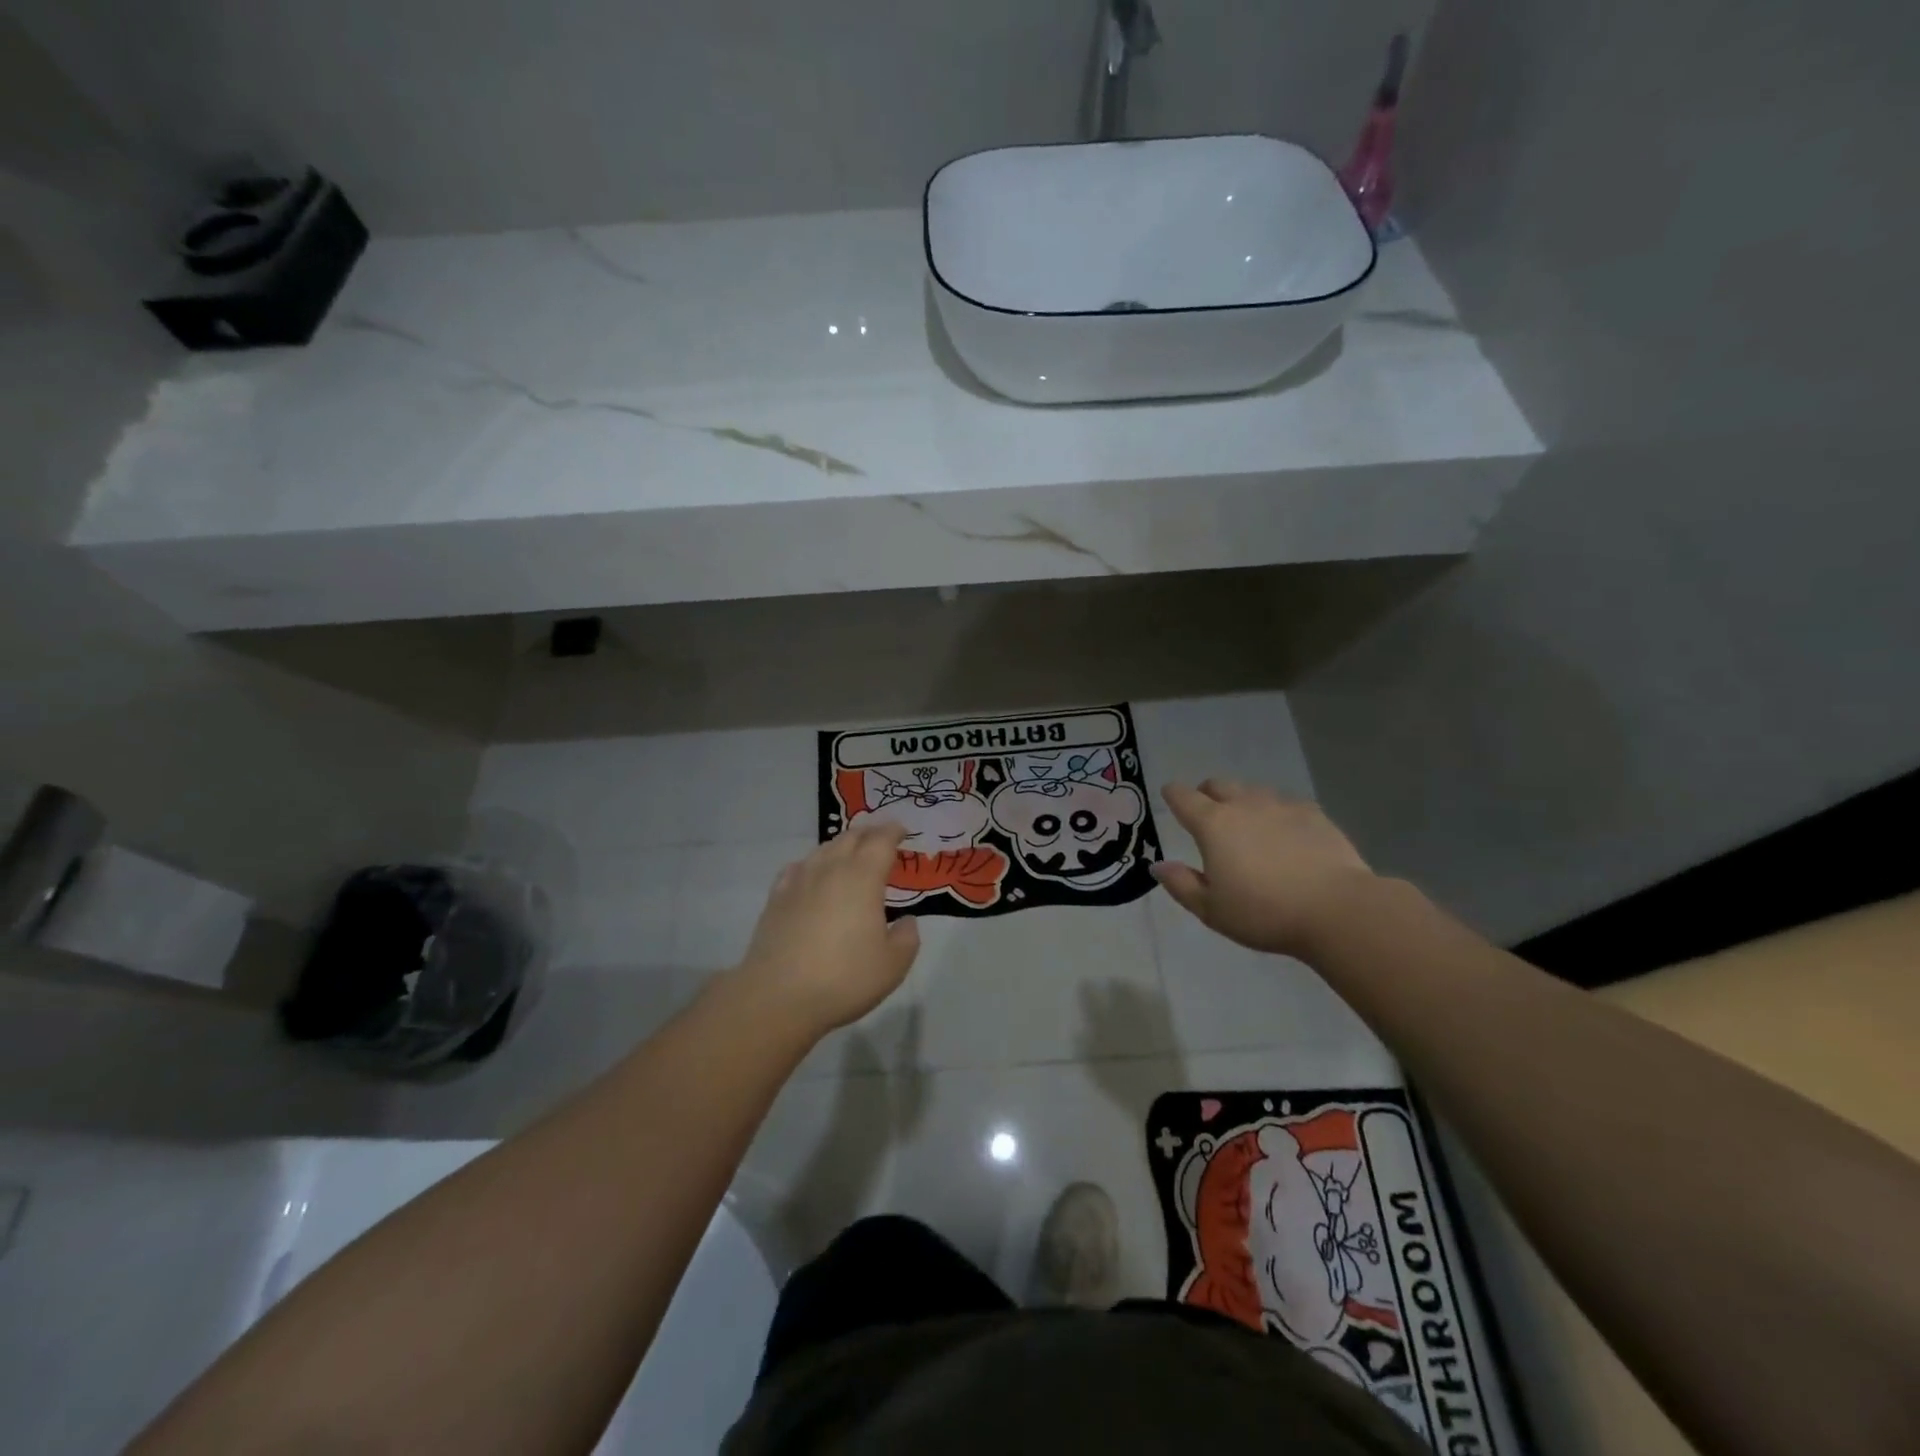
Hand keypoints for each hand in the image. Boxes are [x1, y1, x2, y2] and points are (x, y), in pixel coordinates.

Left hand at [734, 821, 921, 1032]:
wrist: (778, 997)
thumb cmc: (844, 978)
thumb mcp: (893, 965)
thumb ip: (907, 938)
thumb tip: (906, 921)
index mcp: (863, 878)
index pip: (881, 841)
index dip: (893, 832)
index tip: (902, 831)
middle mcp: (831, 869)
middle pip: (851, 838)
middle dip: (869, 834)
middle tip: (881, 839)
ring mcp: (799, 882)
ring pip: (823, 849)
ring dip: (841, 845)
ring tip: (850, 854)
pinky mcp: (776, 899)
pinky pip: (797, 868)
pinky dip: (812, 864)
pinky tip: (811, 875)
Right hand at [1152, 780, 1376, 957]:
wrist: (1337, 910)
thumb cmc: (1264, 913)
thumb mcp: (1212, 909)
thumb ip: (1181, 884)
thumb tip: (1158, 865)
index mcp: (1213, 825)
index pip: (1184, 798)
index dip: (1173, 794)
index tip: (1169, 794)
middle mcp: (1245, 806)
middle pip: (1219, 785)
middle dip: (1207, 792)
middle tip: (1206, 810)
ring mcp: (1282, 807)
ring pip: (1254, 792)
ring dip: (1243, 801)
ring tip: (1247, 823)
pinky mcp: (1315, 815)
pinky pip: (1287, 804)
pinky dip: (1277, 813)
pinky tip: (1285, 833)